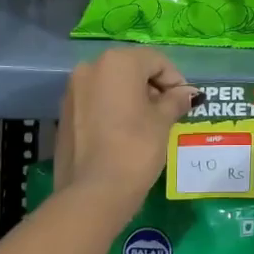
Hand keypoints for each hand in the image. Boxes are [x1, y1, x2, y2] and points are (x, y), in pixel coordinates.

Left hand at [55, 47, 196, 212]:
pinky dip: (113, 109)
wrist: (92, 193)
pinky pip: (96, 101)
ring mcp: (73, 90)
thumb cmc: (135, 148)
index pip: (156, 61)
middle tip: (169, 114)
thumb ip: (175, 100)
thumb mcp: (162, 122)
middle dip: (153, 88)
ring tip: (148, 125)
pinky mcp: (65, 113)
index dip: (176, 81)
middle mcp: (91, 67)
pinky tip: (125, 133)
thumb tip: (189, 94)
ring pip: (112, 84)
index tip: (185, 104)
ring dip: (133, 98)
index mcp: (118, 62)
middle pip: (132, 69)